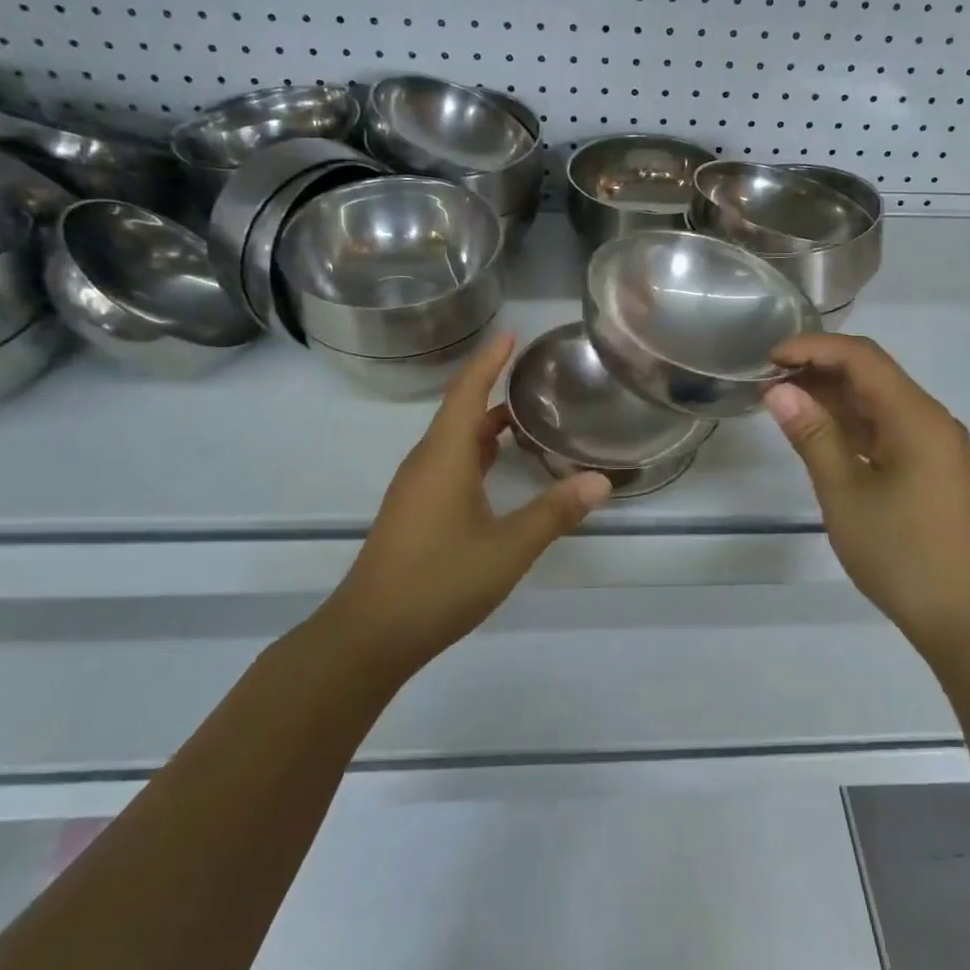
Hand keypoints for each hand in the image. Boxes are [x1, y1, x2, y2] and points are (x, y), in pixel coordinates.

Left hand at [326, 333, 611, 674]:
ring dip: (486, 425)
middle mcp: (426, 463)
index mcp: (444, 456)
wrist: (369, 635)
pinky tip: (497, 469)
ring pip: (454, 441)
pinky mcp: (414, 512)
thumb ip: (554, 512)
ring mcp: (416, 489)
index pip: (467, 391)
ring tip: (525, 418)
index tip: (511, 334)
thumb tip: (600, 480)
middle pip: (460, 412)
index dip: (489, 360)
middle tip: (534, 378)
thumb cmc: (439, 582)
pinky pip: (448, 464)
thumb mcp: (508, 548)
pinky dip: (476, 453)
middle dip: (493, 388)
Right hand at [764, 334, 969, 649]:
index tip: (769, 359)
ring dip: (832, 397)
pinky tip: (817, 432)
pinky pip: (886, 428)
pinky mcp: (929, 468)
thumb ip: (812, 435)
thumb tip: (778, 390)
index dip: (813, 348)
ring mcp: (932, 444)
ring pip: (877, 401)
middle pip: (871, 374)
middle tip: (768, 382)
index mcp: (915, 416)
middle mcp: (929, 419)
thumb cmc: (901, 553)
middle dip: (819, 370)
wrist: (965, 617)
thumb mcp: (845, 493)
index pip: (862, 357)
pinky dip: (849, 424)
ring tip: (782, 404)